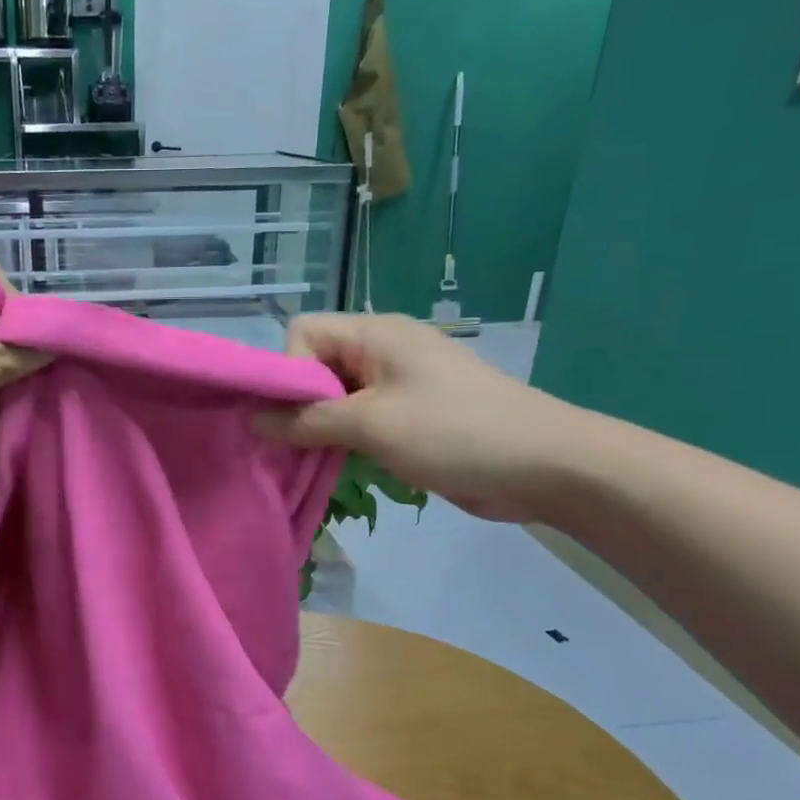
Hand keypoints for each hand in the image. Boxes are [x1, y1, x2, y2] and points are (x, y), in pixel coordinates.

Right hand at [257, 312, 585, 522]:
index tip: (298, 415)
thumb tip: (255, 422)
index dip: (289, 370)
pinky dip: (343, 440)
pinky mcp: (409, 415)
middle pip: (315, 365)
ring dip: (319, 428)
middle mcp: (382, 351)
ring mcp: (397, 384)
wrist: (544, 465)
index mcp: (375, 334)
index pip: (303, 333)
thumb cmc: (453, 432)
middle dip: (298, 405)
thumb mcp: (371, 424)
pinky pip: (358, 419)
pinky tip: (341, 466)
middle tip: (297, 447)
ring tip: (316, 461)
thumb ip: (307, 421)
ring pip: (334, 397)